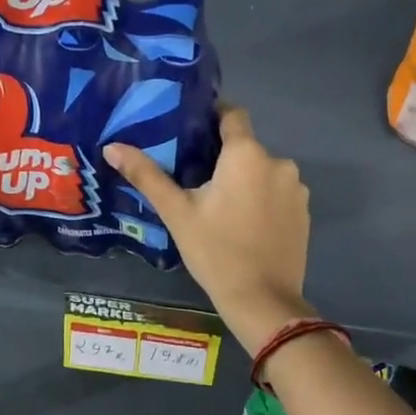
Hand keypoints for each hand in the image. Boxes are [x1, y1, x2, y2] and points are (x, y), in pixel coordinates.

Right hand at [105, 105, 311, 350]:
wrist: (262, 300)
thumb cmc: (215, 251)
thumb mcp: (177, 212)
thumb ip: (147, 175)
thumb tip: (111, 147)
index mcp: (247, 154)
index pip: (233, 114)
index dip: (212, 116)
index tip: (191, 129)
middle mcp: (279, 162)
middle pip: (246, 147)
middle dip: (223, 158)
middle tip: (195, 179)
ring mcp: (296, 188)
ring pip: (263, 171)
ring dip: (244, 180)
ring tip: (219, 206)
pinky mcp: (304, 212)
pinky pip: (278, 193)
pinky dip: (262, 199)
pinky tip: (244, 224)